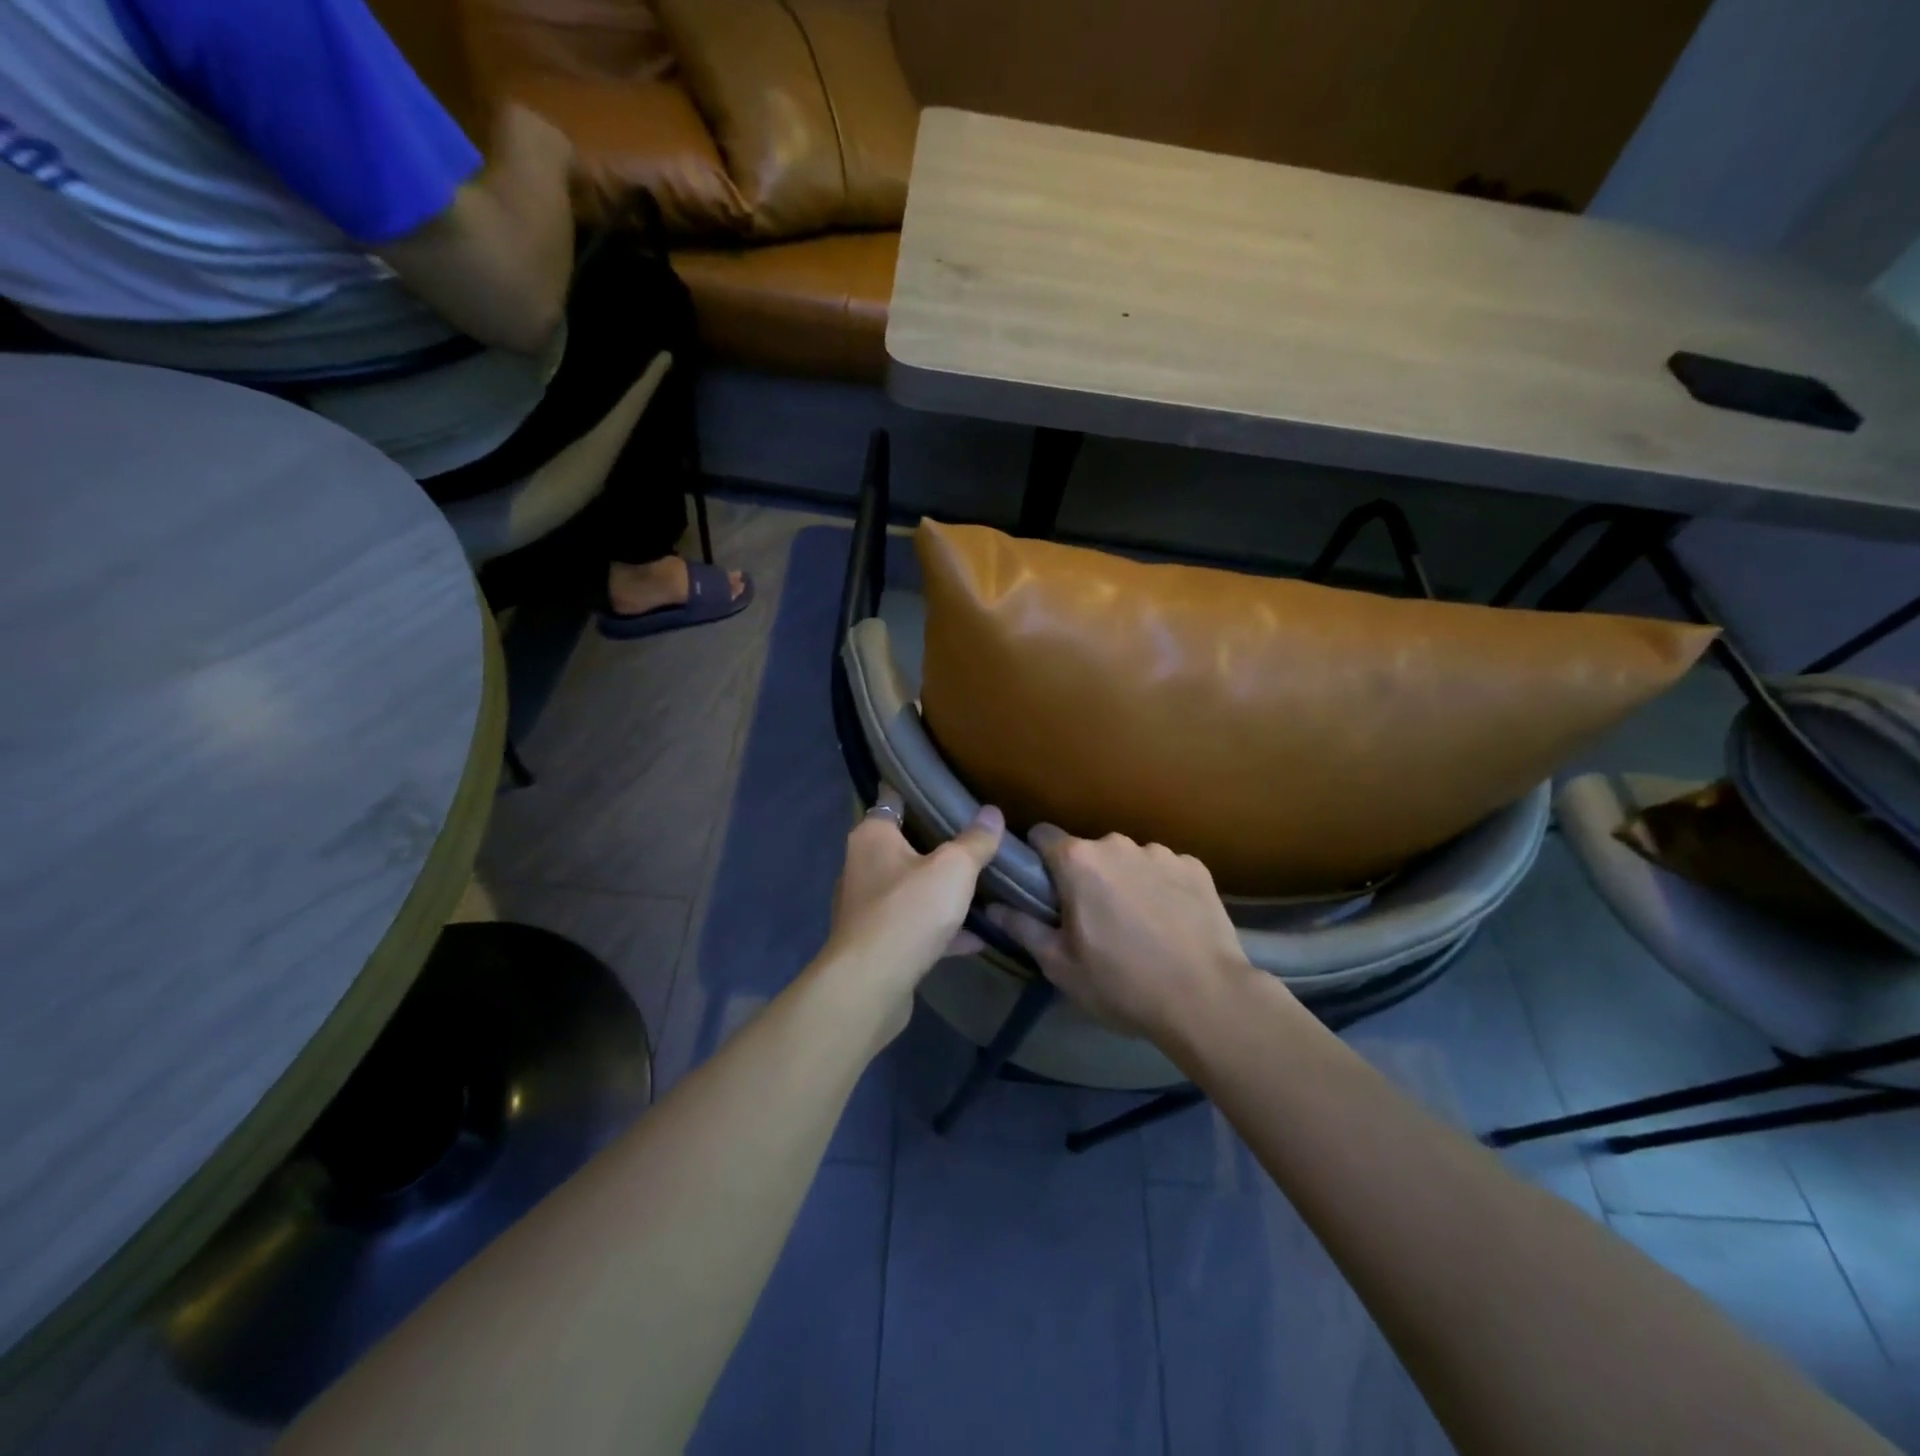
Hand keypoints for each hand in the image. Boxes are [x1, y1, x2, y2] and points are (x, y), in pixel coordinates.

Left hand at [826, 797, 1005, 1008]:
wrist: (870, 985)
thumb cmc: (908, 911)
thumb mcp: (953, 869)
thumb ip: (975, 840)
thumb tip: (992, 812)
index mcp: (872, 836)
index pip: (892, 798)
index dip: (915, 788)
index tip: (942, 783)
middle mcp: (862, 866)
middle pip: (902, 843)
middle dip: (936, 841)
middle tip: (974, 833)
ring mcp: (867, 907)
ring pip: (910, 888)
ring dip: (939, 889)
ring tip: (979, 884)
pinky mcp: (876, 942)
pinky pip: (915, 926)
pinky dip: (940, 928)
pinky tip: (976, 936)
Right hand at [989, 827, 1257, 1041]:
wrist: (1206, 999)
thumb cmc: (1121, 983)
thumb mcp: (1061, 965)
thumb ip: (1023, 928)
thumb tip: (992, 906)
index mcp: (1078, 862)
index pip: (1043, 835)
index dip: (1038, 857)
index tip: (1044, 887)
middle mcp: (1118, 844)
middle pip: (1089, 851)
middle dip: (1086, 876)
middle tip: (1094, 920)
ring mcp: (1161, 853)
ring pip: (1129, 860)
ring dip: (1126, 881)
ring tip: (1140, 925)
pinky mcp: (1196, 867)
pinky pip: (1166, 870)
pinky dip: (1163, 889)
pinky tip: (1172, 923)